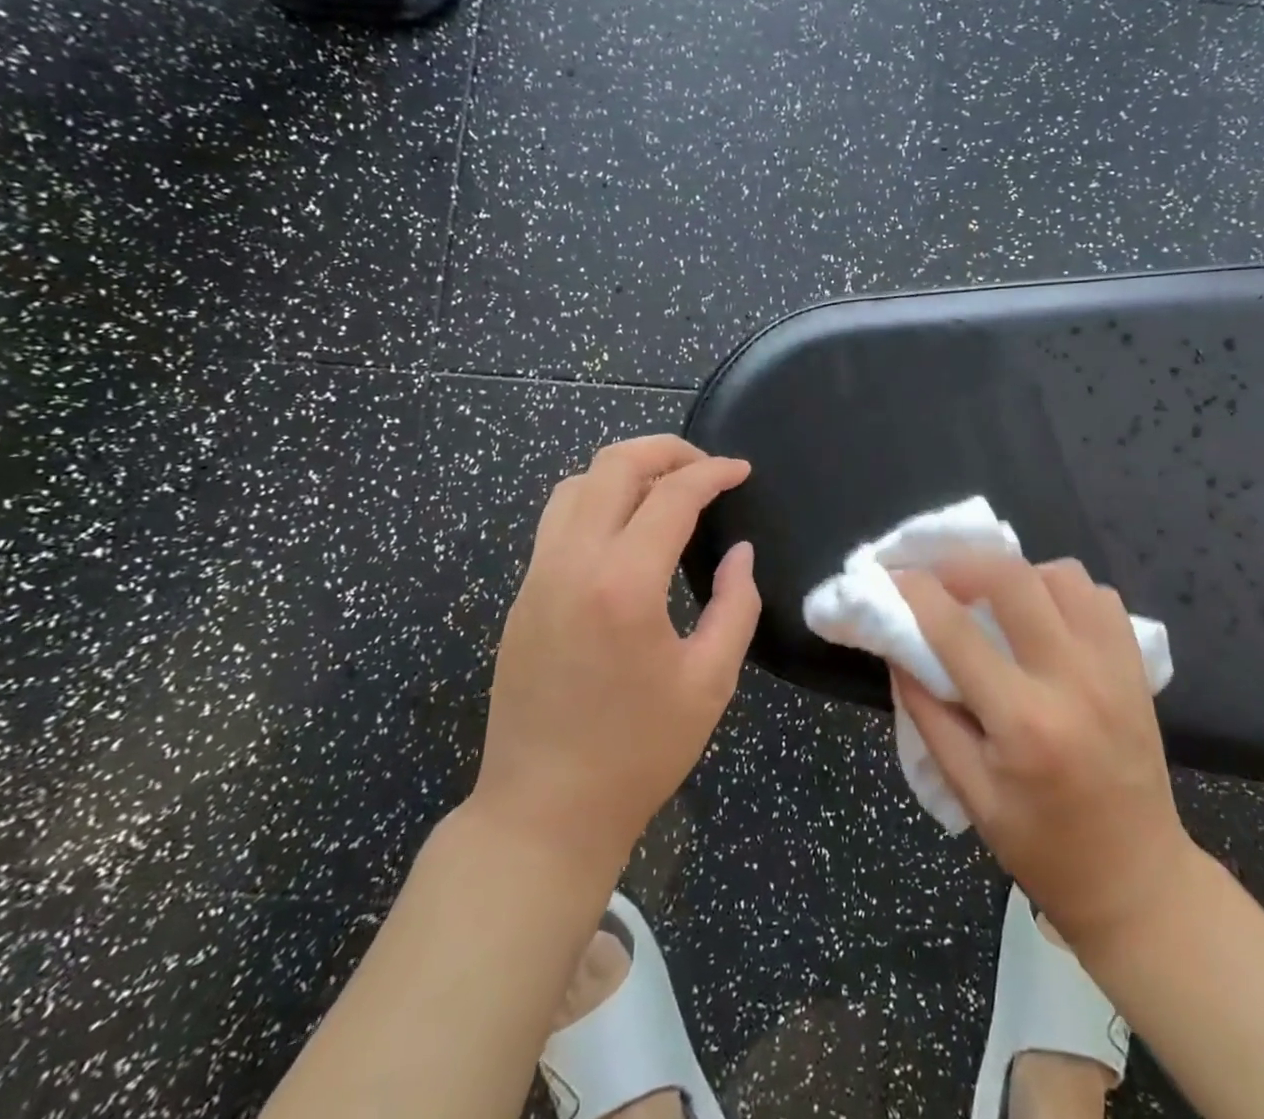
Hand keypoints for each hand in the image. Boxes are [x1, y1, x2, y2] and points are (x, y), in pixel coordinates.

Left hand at [468, 436, 759, 881]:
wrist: (542, 812)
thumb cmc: (638, 753)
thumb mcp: (710, 683)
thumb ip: (735, 606)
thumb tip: (740, 553)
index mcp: (624, 584)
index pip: (672, 495)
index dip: (712, 472)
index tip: (741, 470)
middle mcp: (572, 563)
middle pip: (613, 466)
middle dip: (666, 450)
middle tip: (706, 467)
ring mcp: (538, 576)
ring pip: (576, 484)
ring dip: (625, 470)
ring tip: (666, 488)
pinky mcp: (522, 595)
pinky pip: (558, 520)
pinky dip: (596, 499)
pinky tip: (626, 529)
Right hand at [891, 556, 1196, 958]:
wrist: (1137, 880)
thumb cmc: (1043, 847)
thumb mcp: (968, 793)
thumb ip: (928, 713)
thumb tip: (897, 648)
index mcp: (1023, 722)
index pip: (955, 631)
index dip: (914, 592)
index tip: (889, 575)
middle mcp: (1073, 680)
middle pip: (1013, 578)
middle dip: (962, 563)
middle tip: (936, 577)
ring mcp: (1113, 667)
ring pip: (1060, 574)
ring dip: (1016, 575)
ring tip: (992, 600)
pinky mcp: (1136, 665)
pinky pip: (1097, 595)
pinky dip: (1062, 590)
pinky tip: (1042, 616)